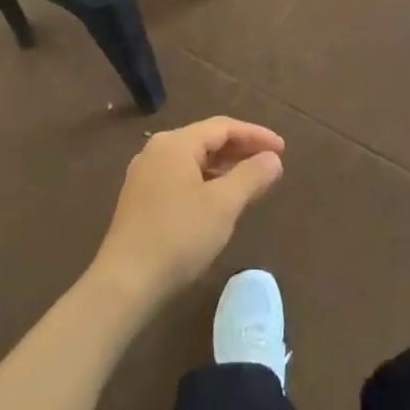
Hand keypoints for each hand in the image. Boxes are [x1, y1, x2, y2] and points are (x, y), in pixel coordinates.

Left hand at [91, 117, 285, 308]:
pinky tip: (220, 200)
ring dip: (224, 167)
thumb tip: (273, 159)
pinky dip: (206, 181)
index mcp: (175, 144)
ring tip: (252, 181)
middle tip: (272, 163)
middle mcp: (156, 151)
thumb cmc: (178, 237)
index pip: (223, 127)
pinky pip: (181, 177)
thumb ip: (251, 176)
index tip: (283, 149)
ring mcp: (145, 175)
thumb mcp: (223, 205)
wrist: (125, 283)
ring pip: (194, 160)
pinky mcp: (141, 198)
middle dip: (241, 150)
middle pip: (206, 140)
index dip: (256, 135)